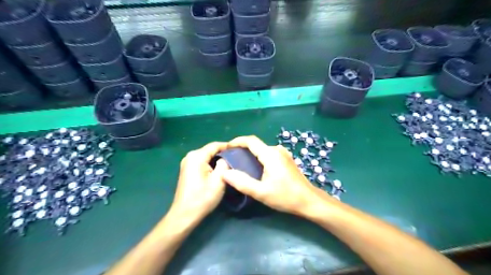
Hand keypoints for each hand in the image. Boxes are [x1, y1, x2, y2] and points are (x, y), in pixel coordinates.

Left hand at [169, 142, 230, 222]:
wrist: (185, 214)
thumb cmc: (203, 198)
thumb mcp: (219, 180)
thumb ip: (224, 164)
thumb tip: (226, 158)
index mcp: (197, 156)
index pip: (215, 145)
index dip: (228, 146)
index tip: (240, 150)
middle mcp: (190, 156)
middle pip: (210, 149)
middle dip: (223, 152)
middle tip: (237, 157)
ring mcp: (187, 162)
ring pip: (206, 156)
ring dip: (217, 158)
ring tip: (231, 163)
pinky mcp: (187, 169)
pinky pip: (202, 161)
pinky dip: (211, 163)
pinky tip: (219, 169)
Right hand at [221, 135, 329, 214]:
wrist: (309, 201)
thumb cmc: (286, 196)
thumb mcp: (261, 192)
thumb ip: (242, 182)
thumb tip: (224, 173)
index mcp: (270, 154)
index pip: (250, 141)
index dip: (237, 141)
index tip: (226, 147)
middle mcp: (277, 150)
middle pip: (256, 145)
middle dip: (241, 149)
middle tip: (230, 159)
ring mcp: (283, 154)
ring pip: (262, 149)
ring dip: (250, 154)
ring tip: (240, 164)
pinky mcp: (286, 159)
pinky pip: (268, 154)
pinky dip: (258, 157)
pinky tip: (255, 168)